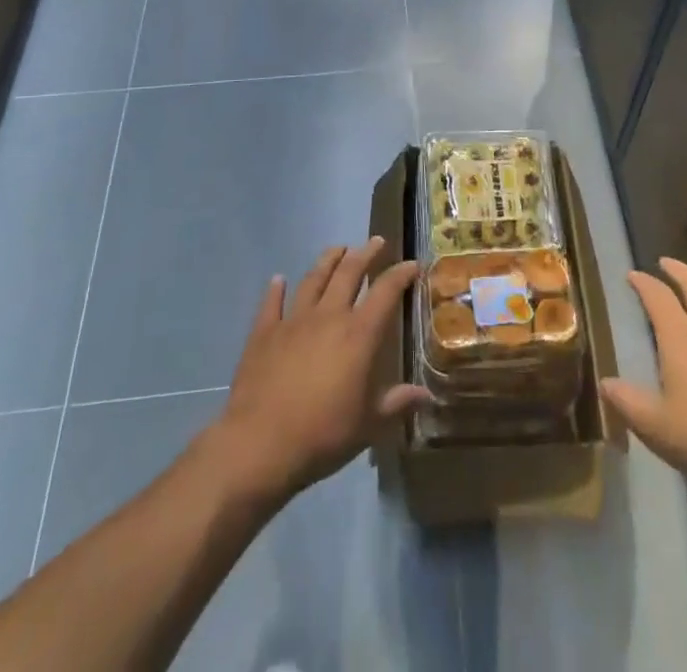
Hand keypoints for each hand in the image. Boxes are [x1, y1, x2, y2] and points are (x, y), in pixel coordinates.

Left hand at [207, 238, 428, 503]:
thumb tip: (425, 395)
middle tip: (375, 242)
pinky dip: (276, 290)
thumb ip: (397, 403)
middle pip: (349, 273)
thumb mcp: (369, 425)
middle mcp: (328, 317)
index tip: (412, 264)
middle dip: (365, 254)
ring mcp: (293, 321)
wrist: (260, 444)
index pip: (385, 292)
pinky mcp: (264, 333)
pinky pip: (271, 304)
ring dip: (328, 261)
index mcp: (359, 335)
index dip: (401, 275)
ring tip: (337, 249)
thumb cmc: (323, 435)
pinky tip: (278, 280)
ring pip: (314, 279)